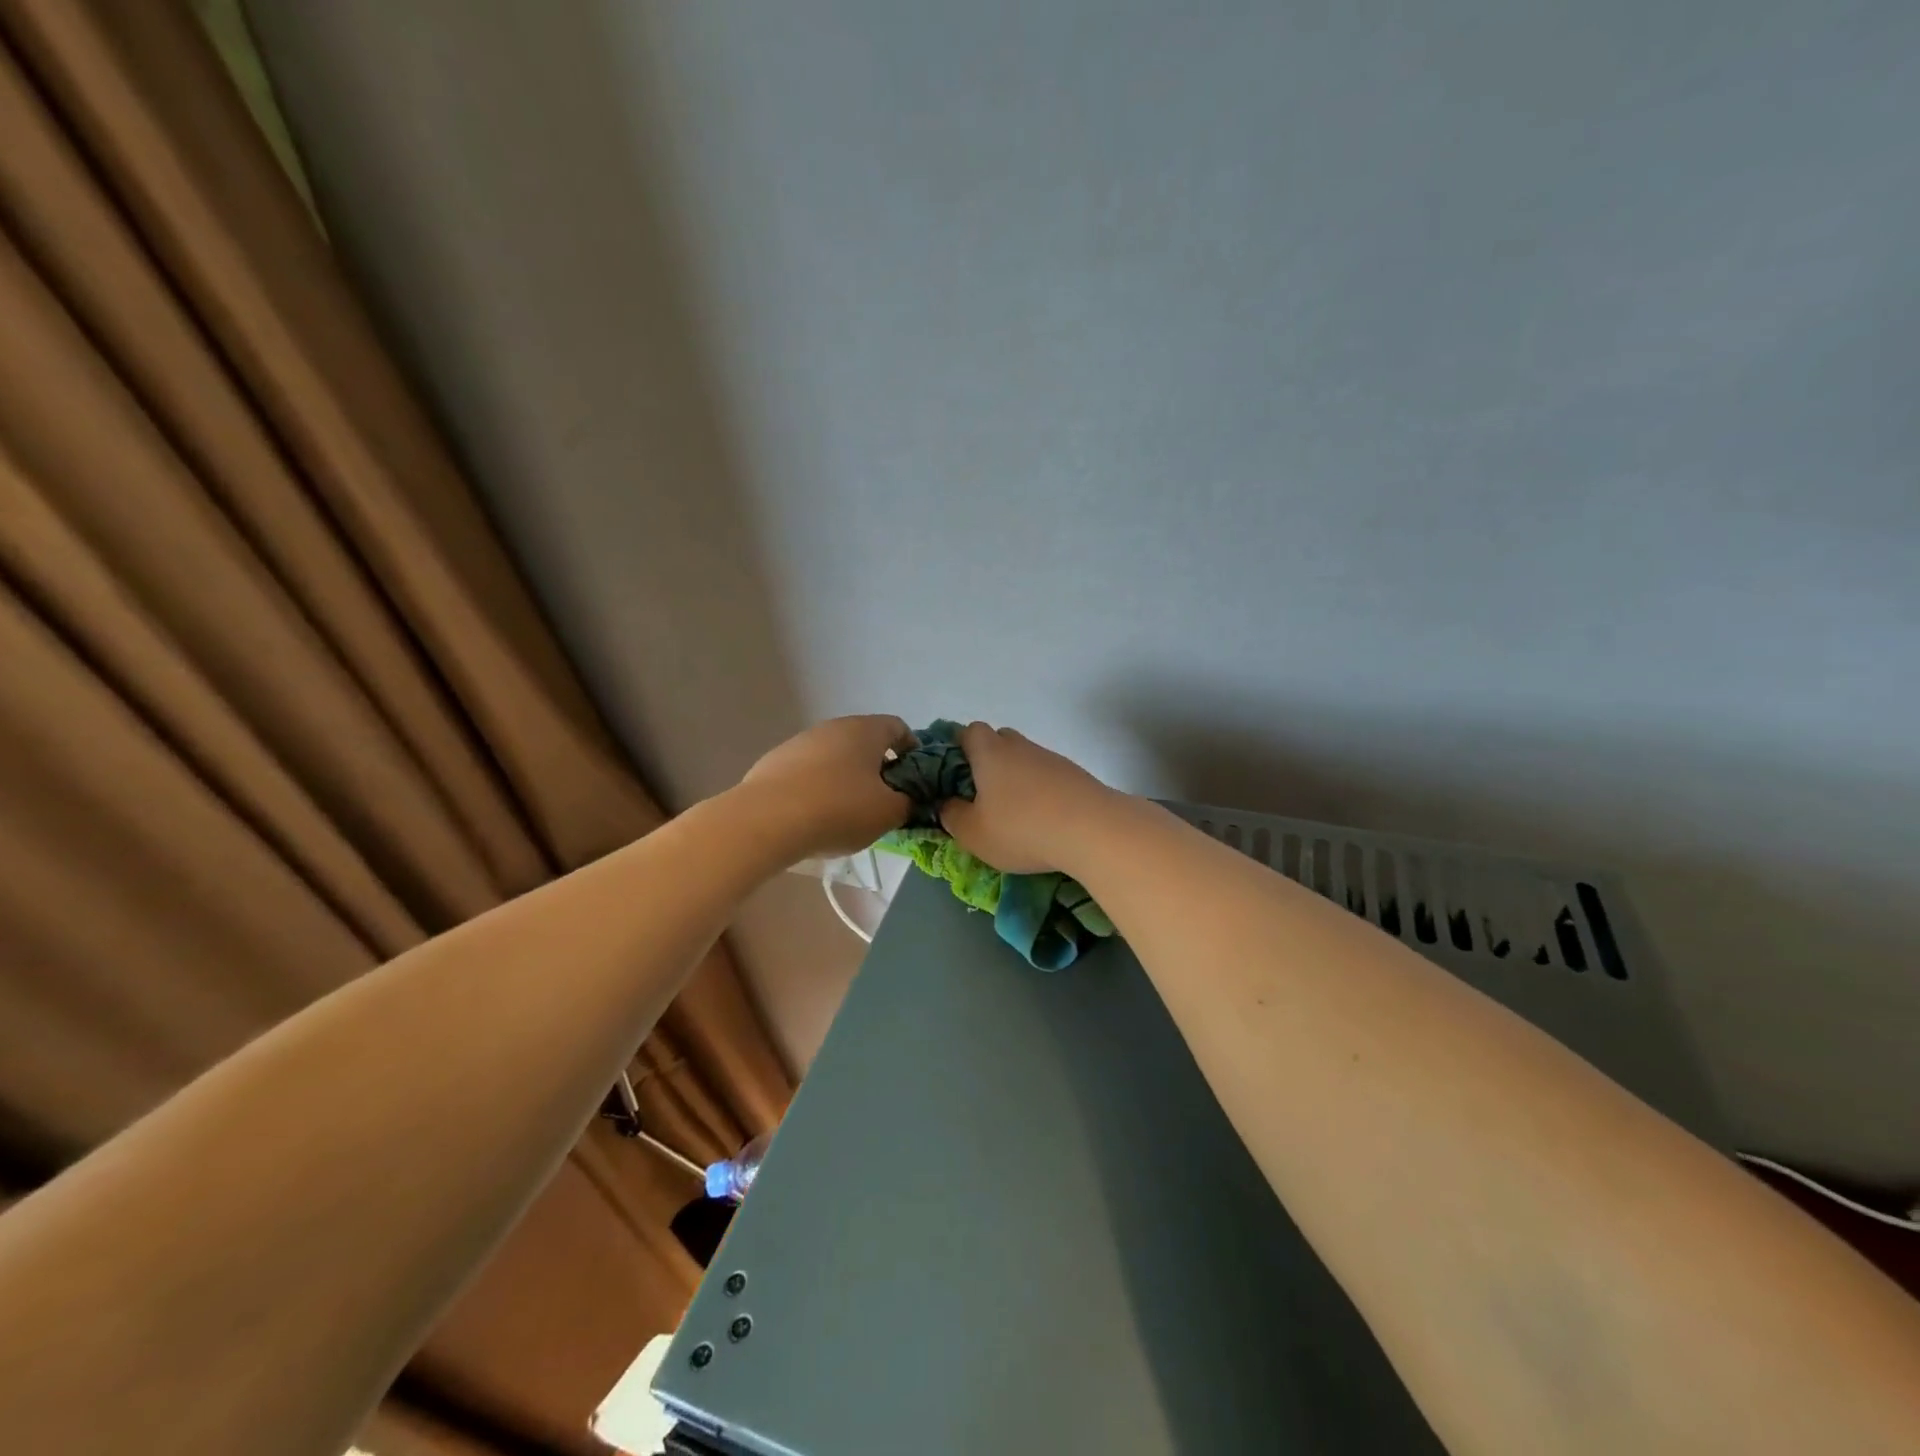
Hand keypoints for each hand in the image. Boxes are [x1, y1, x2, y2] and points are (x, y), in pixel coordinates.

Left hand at [739, 715, 918, 857]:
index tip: (915, 780)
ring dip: (847, 778)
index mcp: (866, 730)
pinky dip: (818, 787)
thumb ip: (908, 802)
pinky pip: (808, 772)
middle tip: (885, 800)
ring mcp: (800, 742)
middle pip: (865, 742)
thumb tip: (909, 798)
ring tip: (848, 813)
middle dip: (879, 768)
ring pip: (835, 756)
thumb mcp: (888, 813)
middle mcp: (833, 727)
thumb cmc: (839, 809)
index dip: (913, 752)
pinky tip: (815, 816)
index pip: (899, 728)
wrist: (765, 821)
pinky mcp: (774, 762)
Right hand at [937, 722, 1121, 874]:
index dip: (958, 748)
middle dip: (988, 763)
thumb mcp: (973, 833)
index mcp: (989, 751)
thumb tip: (948, 804)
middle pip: (999, 741)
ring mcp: (1051, 758)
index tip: (955, 776)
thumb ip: (952, 816)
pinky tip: (1043, 821)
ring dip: (1017, 780)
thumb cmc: (1021, 828)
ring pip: (1025, 761)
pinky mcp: (1075, 775)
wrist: (1093, 830)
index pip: (968, 731)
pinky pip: (1048, 777)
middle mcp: (1020, 746)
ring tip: (1015, 816)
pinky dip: (1041, 793)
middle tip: (982, 796)